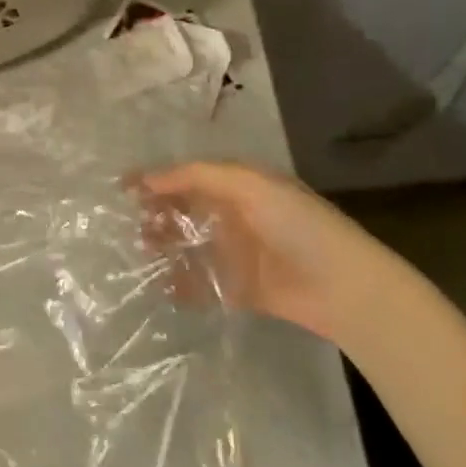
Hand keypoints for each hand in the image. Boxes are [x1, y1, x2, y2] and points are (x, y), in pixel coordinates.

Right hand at [131, 161, 399, 344]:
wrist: (344, 287)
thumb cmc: (296, 225)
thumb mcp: (247, 185)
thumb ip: (195, 177)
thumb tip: (147, 179)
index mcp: (237, 186)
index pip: (186, 176)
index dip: (155, 179)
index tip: (121, 187)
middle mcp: (233, 216)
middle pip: (183, 211)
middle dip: (155, 214)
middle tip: (131, 223)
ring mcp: (235, 254)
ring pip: (188, 246)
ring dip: (163, 247)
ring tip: (142, 252)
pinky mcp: (239, 290)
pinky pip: (201, 284)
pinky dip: (180, 285)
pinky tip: (161, 286)